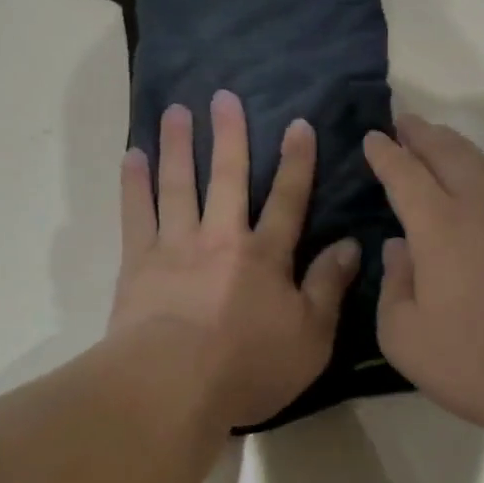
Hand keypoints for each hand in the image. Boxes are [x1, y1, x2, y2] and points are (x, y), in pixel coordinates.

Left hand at [110, 91, 360, 430]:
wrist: (173, 387)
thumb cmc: (248, 368)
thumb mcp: (311, 338)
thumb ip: (329, 287)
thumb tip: (351, 245)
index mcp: (264, 255)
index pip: (287, 199)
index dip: (296, 161)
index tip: (298, 124)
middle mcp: (221, 237)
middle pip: (227, 177)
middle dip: (228, 134)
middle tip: (223, 96)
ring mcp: (176, 245)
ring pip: (178, 184)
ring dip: (178, 145)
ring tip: (176, 110)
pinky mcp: (138, 262)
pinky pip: (136, 213)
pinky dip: (133, 182)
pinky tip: (132, 154)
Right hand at [363, 115, 483, 448]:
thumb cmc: (481, 362)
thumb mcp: (406, 339)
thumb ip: (394, 288)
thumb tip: (400, 250)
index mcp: (440, 227)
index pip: (406, 175)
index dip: (386, 154)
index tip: (373, 136)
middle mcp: (480, 211)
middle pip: (450, 155)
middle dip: (424, 134)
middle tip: (406, 121)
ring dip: (457, 147)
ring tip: (441, 142)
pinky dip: (482, 177)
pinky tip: (479, 197)